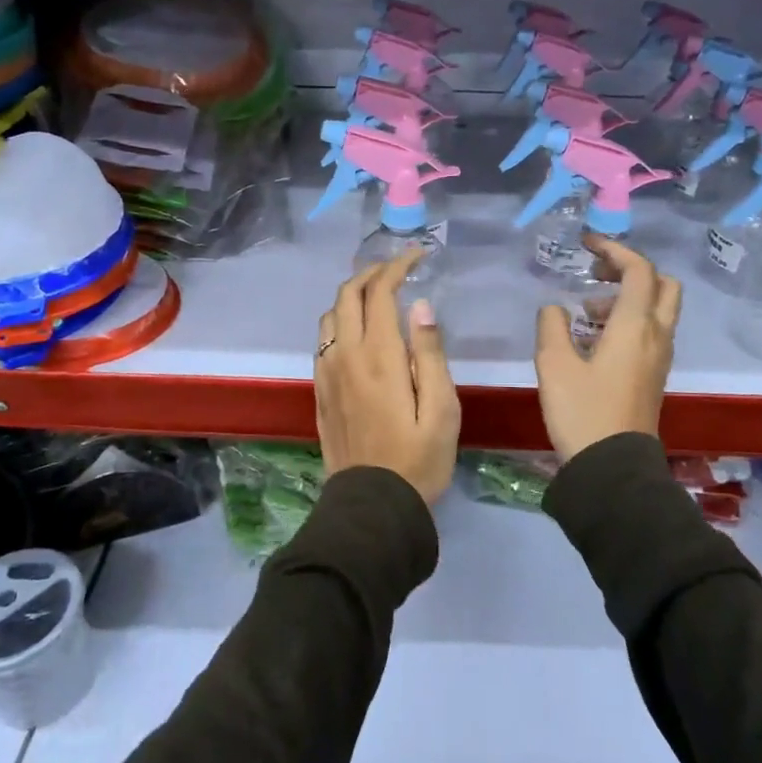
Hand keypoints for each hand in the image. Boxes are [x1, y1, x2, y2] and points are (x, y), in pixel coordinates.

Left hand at [314, 250, 460, 503]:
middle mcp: (345, 356)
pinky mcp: (319, 391)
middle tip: (398, 268)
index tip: (418, 255)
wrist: (372, 507)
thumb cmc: (418, 460)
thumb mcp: (442, 410)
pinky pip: (322, 340)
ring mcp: (327, 373)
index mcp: (379, 357)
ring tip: (378, 295)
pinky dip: (339, 321)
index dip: (397, 266)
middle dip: (372, 272)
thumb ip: (430, 354)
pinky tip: (357, 331)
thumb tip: (420, 306)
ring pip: (330, 315)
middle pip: (347, 295)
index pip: (380, 292)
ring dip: (352, 296)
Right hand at [534, 235, 679, 460]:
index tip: (586, 244)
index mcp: (635, 326)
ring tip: (585, 312)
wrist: (612, 468)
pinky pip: (650, 332)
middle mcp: (656, 335)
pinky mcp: (654, 376)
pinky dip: (628, 321)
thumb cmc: (582, 412)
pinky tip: (594, 340)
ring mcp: (659, 357)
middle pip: (663, 285)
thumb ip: (552, 326)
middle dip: (631, 270)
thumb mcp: (554, 365)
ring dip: (627, 298)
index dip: (614, 249)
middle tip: (598, 274)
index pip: (639, 270)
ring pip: (658, 309)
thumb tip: (556, 309)